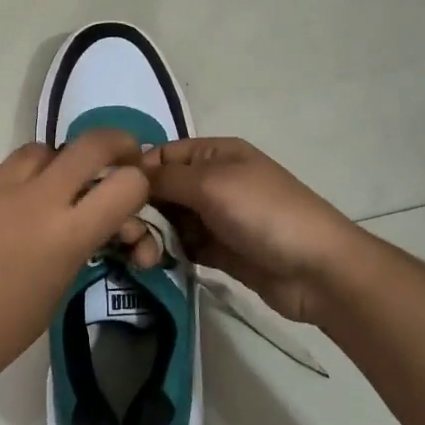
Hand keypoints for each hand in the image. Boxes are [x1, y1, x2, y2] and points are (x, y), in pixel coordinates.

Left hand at [0, 130, 153, 397]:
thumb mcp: (54, 292)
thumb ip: (77, 246)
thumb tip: (90, 222)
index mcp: (67, 234)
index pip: (128, 184)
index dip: (139, 183)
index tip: (133, 189)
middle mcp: (35, 197)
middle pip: (91, 144)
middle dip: (114, 144)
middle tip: (116, 156)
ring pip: (39, 151)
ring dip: (53, 166)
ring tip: (42, 192)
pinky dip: (4, 184)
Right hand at [141, 138, 360, 327]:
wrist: (316, 270)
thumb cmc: (263, 213)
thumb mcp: (211, 184)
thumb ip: (166, 177)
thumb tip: (127, 172)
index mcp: (215, 155)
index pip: (162, 155)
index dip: (135, 172)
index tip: (108, 197)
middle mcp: (213, 181)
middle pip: (162, 190)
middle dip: (140, 210)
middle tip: (125, 236)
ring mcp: (217, 218)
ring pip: (170, 221)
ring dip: (152, 236)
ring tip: (142, 257)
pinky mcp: (220, 252)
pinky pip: (183, 247)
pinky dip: (167, 254)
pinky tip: (153, 264)